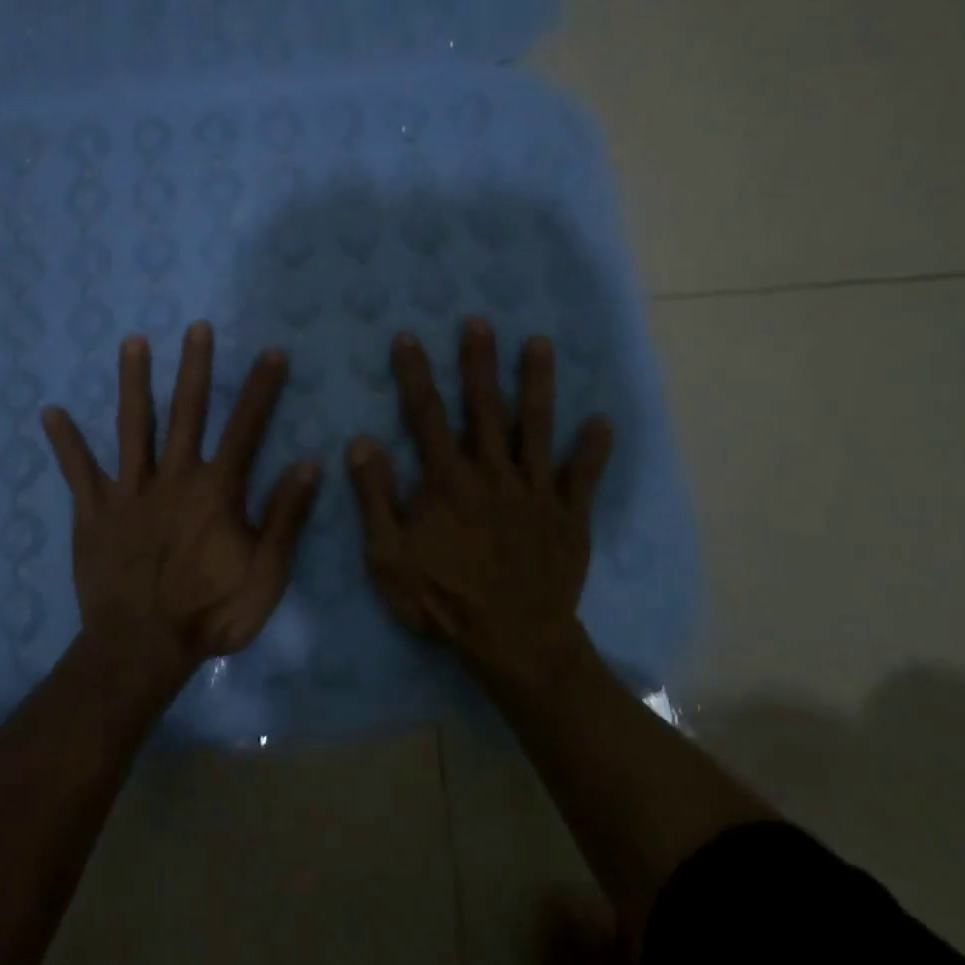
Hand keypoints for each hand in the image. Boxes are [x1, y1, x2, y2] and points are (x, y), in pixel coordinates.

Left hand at [41, 322, 320, 677]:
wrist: (141, 649)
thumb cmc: (210, 613)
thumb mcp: (266, 573)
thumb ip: (286, 517)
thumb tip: (309, 464)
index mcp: (217, 490)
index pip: (246, 428)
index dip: (262, 390)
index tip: (271, 352)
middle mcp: (174, 478)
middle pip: (187, 412)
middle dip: (195, 367)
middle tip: (196, 327)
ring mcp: (130, 492)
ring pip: (133, 427)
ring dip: (134, 383)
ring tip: (132, 342)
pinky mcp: (94, 512)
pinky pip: (79, 472)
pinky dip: (66, 443)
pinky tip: (51, 412)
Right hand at [346, 318, 613, 684]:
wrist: (514, 642)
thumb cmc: (444, 600)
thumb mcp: (390, 557)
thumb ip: (376, 498)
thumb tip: (362, 442)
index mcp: (449, 481)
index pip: (427, 415)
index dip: (416, 374)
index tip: (408, 338)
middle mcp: (493, 473)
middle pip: (486, 407)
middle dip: (480, 362)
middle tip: (479, 322)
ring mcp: (536, 491)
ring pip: (538, 427)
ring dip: (538, 383)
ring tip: (540, 344)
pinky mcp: (568, 515)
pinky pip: (582, 476)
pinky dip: (592, 449)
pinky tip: (602, 421)